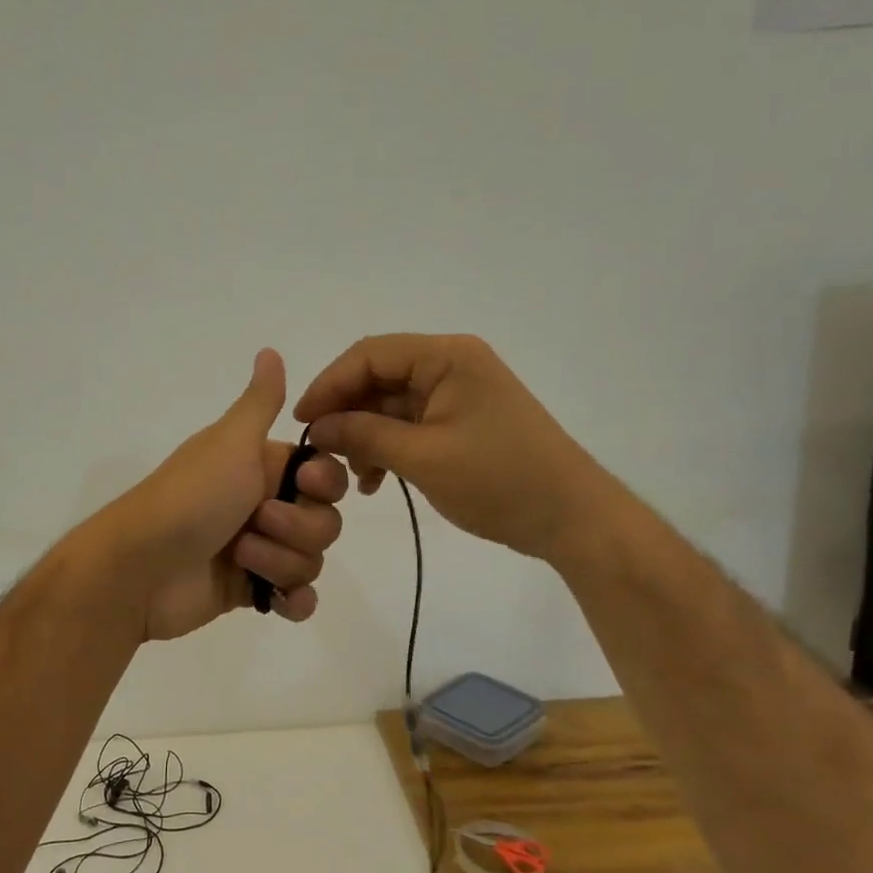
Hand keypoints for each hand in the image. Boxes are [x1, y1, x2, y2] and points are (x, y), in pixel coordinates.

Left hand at [100, 350, 347, 641]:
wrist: (140, 568)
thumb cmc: (191, 498)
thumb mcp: (230, 441)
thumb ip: (259, 402)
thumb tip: (269, 349)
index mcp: (260, 466)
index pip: (324, 474)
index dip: (324, 483)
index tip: (304, 484)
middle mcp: (262, 504)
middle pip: (324, 520)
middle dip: (298, 528)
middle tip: (256, 522)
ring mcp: (257, 551)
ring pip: (311, 559)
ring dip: (282, 562)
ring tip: (241, 559)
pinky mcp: (248, 591)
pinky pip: (296, 598)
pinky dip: (293, 601)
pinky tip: (278, 602)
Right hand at [294, 333, 612, 561]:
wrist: (572, 517)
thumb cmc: (499, 480)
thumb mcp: (423, 459)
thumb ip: (363, 436)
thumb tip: (315, 428)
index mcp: (447, 357)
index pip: (369, 355)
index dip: (329, 384)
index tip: (301, 423)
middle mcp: (451, 365)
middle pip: (378, 377)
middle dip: (345, 414)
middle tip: (319, 453)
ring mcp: (458, 394)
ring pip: (390, 404)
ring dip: (364, 435)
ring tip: (349, 476)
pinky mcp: (461, 421)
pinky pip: (410, 424)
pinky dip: (387, 447)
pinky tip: (374, 481)